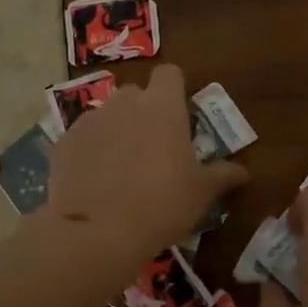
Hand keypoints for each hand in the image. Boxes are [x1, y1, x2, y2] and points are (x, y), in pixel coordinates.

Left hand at [45, 64, 247, 262]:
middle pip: (136, 94)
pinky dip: (90, 151)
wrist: (96, 232)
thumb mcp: (201, 193)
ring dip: (116, 131)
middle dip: (144, 112)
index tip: (180, 115)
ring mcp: (90, 120)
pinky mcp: (63, 141)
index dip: (175, 89)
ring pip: (107, 115)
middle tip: (153, 148)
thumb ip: (223, 175)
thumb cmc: (161, 204)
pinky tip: (94, 181)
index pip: (170, 73)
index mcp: (162, 105)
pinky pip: (83, 138)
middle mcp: (124, 102)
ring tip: (121, 168)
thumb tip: (244, 172)